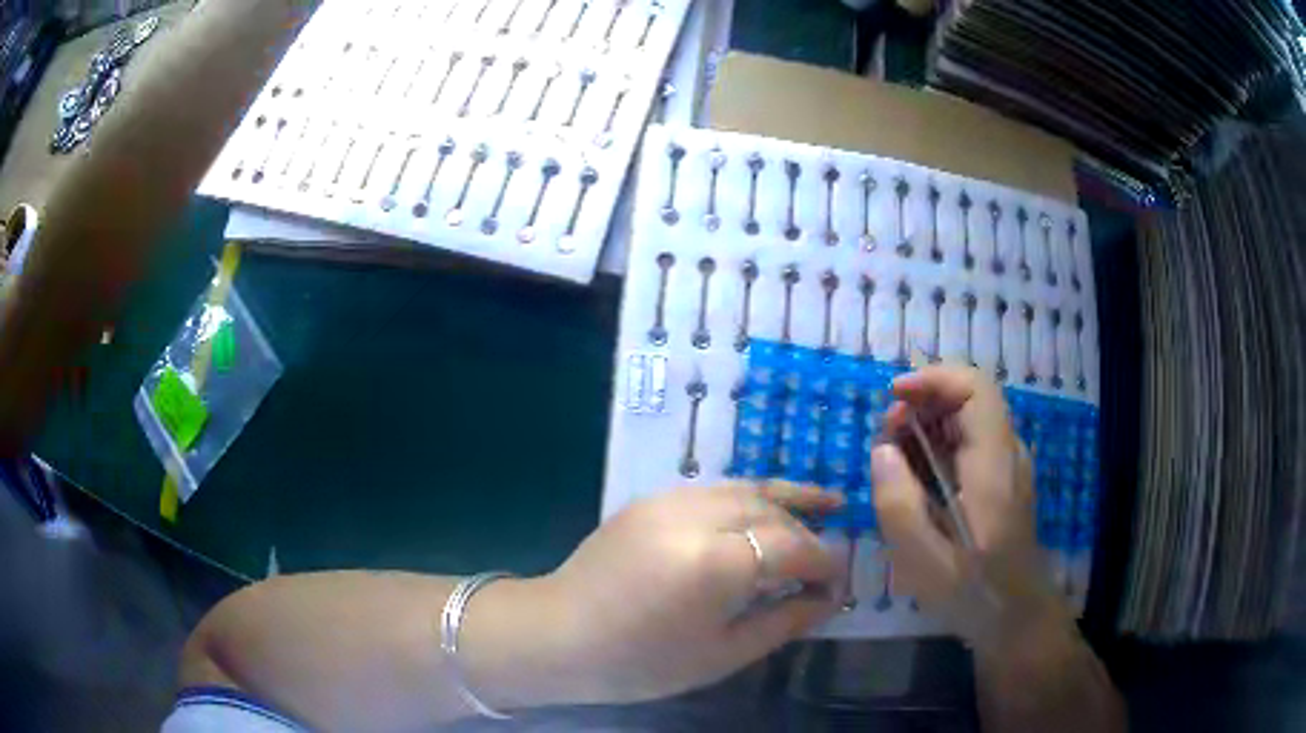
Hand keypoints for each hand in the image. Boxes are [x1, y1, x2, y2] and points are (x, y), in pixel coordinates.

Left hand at [542, 483, 845, 703]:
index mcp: (719, 562)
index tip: (839, 583)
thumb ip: (783, 621)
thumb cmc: (642, 661)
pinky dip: (749, 497)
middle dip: (809, 530)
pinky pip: (716, 490)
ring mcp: (670, 500)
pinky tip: (762, 510)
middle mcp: (699, 516)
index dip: (825, 565)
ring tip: (824, 502)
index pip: (795, 549)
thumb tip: (826, 600)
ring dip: (786, 498)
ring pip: (747, 489)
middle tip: (832, 548)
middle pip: (774, 512)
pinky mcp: (651, 499)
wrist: (559, 634)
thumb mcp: (723, 654)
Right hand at [872, 365, 1067, 650]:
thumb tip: (883, 450)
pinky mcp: (1002, 481)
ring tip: (894, 462)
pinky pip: (970, 444)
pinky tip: (916, 481)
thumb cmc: (973, 593)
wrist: (1017, 617)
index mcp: (993, 466)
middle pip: (969, 399)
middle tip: (886, 440)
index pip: (976, 389)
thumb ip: (898, 503)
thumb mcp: (922, 562)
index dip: (934, 379)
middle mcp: (1007, 454)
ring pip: (968, 420)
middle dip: (923, 405)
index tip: (894, 397)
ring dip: (927, 427)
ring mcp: (1008, 466)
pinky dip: (939, 447)